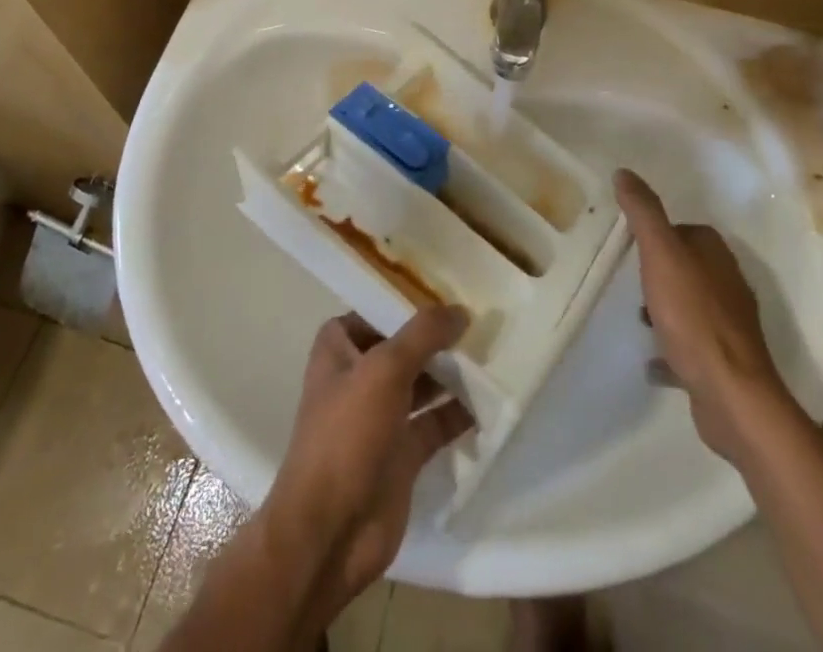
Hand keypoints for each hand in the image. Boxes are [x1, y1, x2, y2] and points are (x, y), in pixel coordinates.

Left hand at [262, 309, 472, 623]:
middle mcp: (358, 378)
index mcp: (339, 349)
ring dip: (451, 373)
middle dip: (437, 337)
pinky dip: (459, 414)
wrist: (330, 532)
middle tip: (480, 320)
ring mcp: (380, 418)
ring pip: (422, 384)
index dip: (405, 300)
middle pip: (403, 347)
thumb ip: (423, 334)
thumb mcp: (385, 369)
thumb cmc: (347, 434)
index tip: (446, 290)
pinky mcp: (401, 455)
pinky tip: (489, 401)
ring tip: (492, 353)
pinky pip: (435, 424)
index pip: (374, 310)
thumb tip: (460, 310)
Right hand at [615, 168, 790, 459]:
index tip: (632, 243)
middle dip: (661, 271)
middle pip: (690, 267)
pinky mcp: (724, 363)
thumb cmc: (694, 316)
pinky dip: (672, 350)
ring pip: (692, 307)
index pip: (687, 230)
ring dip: (666, 310)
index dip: (661, 233)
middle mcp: (728, 285)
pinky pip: (692, 348)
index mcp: (716, 255)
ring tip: (638, 320)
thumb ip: (644, 213)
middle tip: (631, 279)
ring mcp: (729, 327)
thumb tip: (625, 172)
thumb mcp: (661, 254)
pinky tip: (652, 362)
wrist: (732, 395)